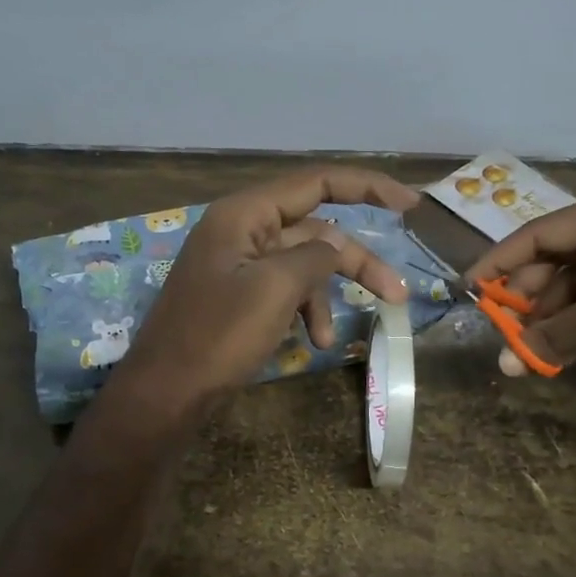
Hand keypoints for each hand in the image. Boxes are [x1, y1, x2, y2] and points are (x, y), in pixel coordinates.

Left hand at [112, 167, 417, 413]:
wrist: (165, 392)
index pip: (316, 183)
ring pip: (303, 266)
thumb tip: (336, 245)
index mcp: (245, 214)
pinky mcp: (238, 297)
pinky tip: (311, 342)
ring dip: (324, 297)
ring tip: (329, 339)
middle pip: (316, 232)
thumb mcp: (275, 289)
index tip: (410, 205)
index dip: (367, 188)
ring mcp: (238, 265)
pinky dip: (302, 311)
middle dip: (355, 263)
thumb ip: (315, 256)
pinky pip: (284, 291)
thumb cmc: (217, 336)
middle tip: (396, 294)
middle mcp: (242, 230)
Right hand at [466, 183, 575, 378]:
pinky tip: (555, 350)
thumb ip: (561, 332)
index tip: (469, 288)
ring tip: (524, 350)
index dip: (501, 261)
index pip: (541, 232)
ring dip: (550, 318)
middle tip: (499, 328)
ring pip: (575, 287)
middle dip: (527, 297)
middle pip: (556, 260)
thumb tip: (507, 362)